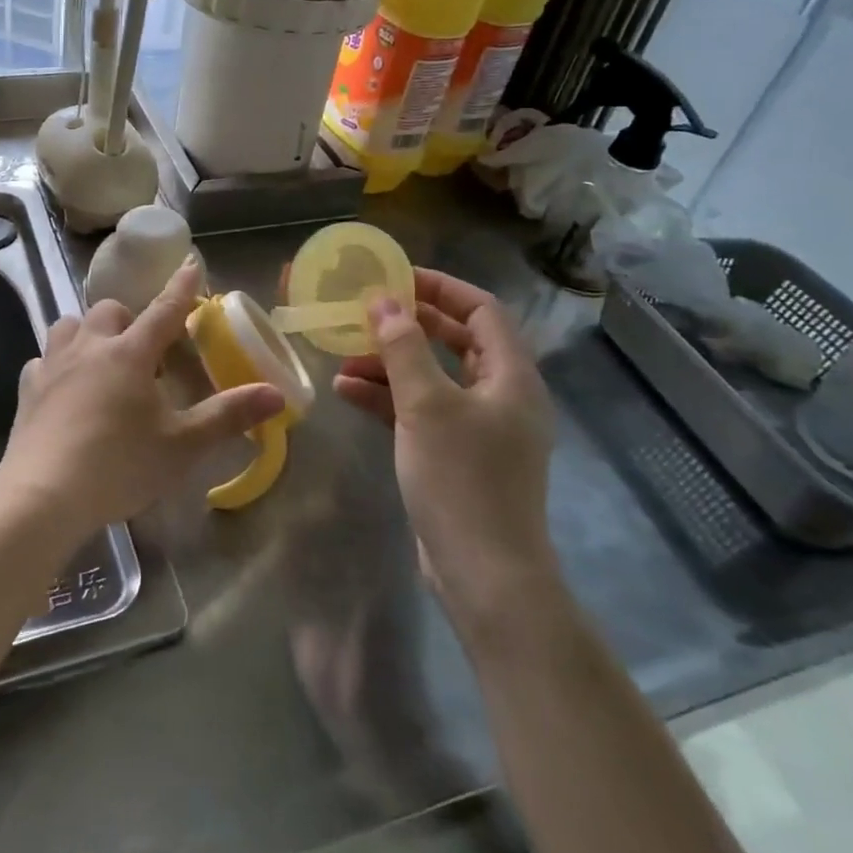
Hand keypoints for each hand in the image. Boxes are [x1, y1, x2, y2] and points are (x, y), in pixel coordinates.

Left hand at [0, 261, 284, 544]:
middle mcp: (90, 347)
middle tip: (143, 349)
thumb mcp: (183, 445)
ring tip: (100, 358)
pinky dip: (57, 365)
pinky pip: (43, 360)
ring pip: (69, 325)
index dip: (182, 287)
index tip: (191, 262)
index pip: (164, 310)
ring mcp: (53, 365)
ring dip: (88, 333)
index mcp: (131, 354)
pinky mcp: (27, 389)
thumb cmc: (120, 465)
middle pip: (109, 311)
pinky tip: (63, 388)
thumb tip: (276, 394)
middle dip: (129, 319)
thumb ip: (228, 416)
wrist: (43, 494)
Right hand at [331, 269, 558, 625]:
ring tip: (341, 358)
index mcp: (510, 376)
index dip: (441, 288)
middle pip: (455, 342)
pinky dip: (387, 399)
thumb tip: (383, 301)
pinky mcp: (456, 456)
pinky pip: (420, 412)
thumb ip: (404, 348)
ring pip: (431, 378)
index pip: (482, 311)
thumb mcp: (426, 405)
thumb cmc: (462, 478)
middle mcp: (500, 395)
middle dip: (408, 326)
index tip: (395, 278)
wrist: (484, 574)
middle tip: (364, 313)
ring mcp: (478, 428)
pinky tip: (345, 393)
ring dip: (389, 365)